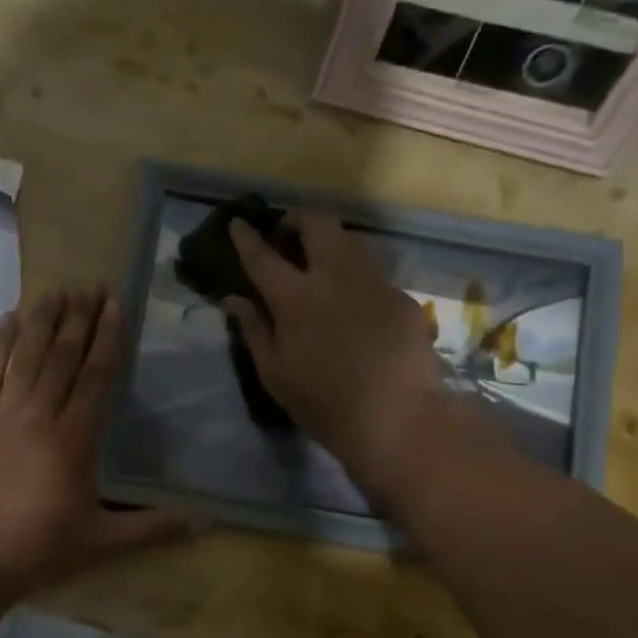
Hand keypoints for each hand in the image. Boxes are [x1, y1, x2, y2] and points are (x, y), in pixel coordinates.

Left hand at [0, 286, 192, 597]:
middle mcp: (37, 415)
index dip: (106, 339)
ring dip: (42, 320)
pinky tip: (7, 318)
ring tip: (55, 289)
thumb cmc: (35, 552)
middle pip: (61, 357)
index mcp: (72, 440)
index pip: (95, 377)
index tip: (114, 305)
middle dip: (78, 318)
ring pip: (25, 356)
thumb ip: (152, 528)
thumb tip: (204, 522)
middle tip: (90, 284)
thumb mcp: (100, 543)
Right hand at [225, 212, 457, 496]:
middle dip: (298, 218)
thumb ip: (254, 329)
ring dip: (330, 241)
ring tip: (322, 262)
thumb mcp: (275, 373)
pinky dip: (357, 278)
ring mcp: (374, 283)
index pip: (263, 256)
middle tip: (288, 234)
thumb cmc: (323, 403)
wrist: (397, 418)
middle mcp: (335, 277)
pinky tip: (357, 304)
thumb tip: (234, 299)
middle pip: (317, 223)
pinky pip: (374, 274)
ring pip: (351, 240)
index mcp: (295, 298)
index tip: (238, 222)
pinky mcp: (402, 297)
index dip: (246, 236)